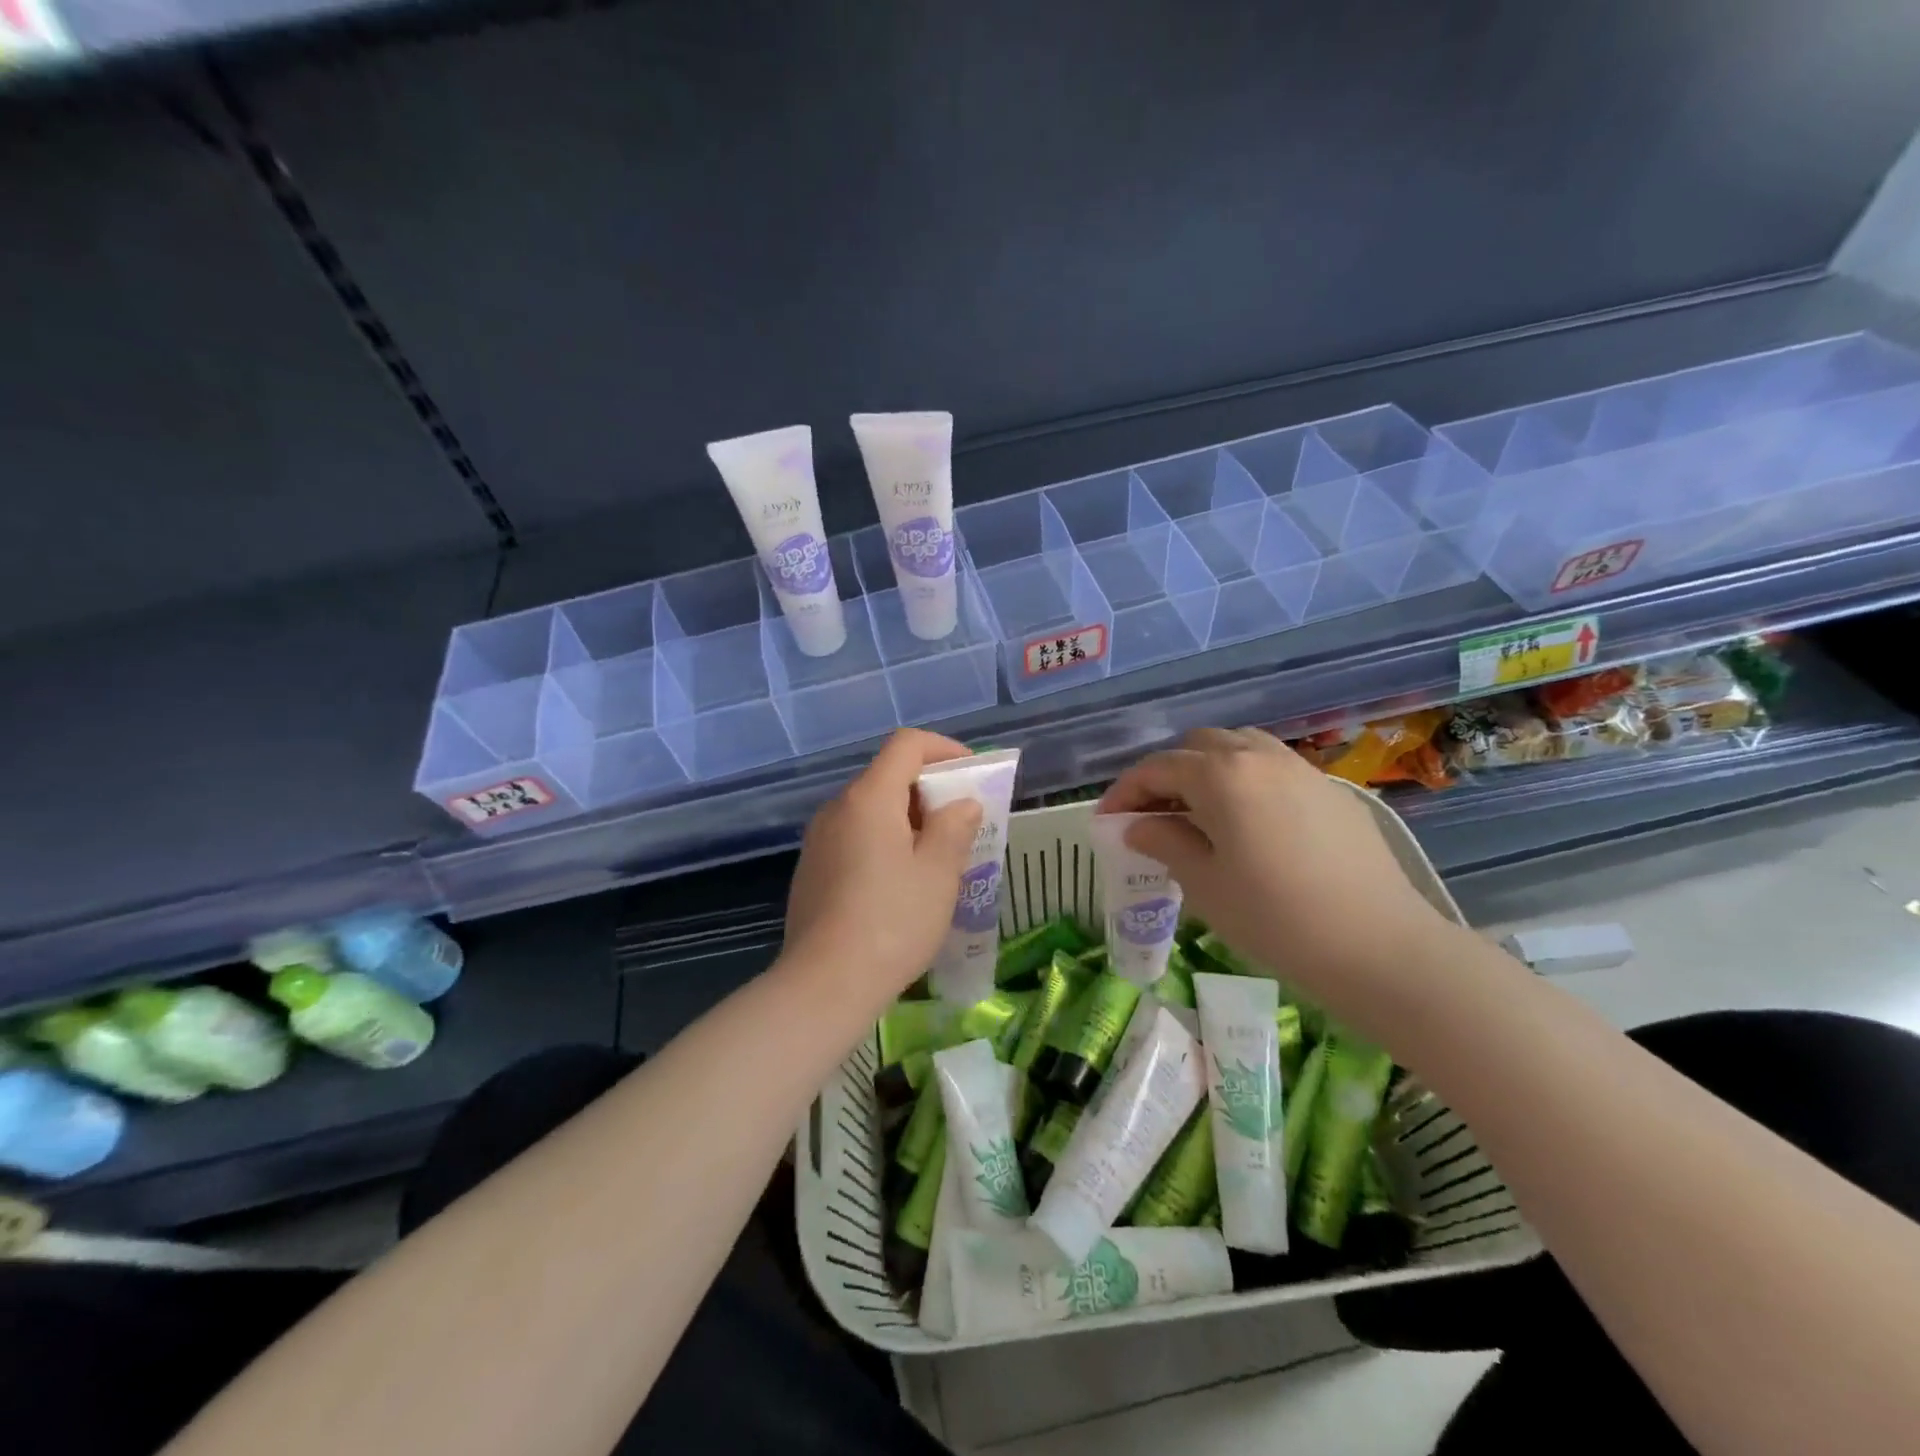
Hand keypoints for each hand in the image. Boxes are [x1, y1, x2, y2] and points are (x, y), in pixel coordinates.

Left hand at [784, 729, 982, 1003]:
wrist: (824, 984)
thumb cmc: (892, 922)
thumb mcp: (938, 873)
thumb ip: (954, 828)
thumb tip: (961, 804)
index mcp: (868, 798)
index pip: (906, 745)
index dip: (944, 749)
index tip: (972, 775)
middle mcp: (837, 808)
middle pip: (887, 776)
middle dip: (929, 790)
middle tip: (962, 823)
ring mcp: (818, 840)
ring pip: (870, 810)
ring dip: (907, 819)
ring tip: (936, 857)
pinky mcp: (811, 870)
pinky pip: (854, 837)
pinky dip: (883, 842)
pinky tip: (899, 884)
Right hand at [1099, 727, 1458, 1034]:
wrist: (1380, 948)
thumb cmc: (1276, 919)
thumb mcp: (1204, 884)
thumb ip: (1164, 842)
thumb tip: (1137, 826)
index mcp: (1221, 775)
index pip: (1157, 768)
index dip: (1125, 792)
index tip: (1107, 821)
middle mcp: (1259, 756)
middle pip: (1198, 747)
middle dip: (1166, 775)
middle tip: (1152, 816)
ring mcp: (1301, 769)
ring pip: (1240, 748)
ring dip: (1208, 770)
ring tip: (1198, 812)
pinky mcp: (1331, 791)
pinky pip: (1274, 768)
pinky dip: (1246, 781)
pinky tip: (1249, 823)